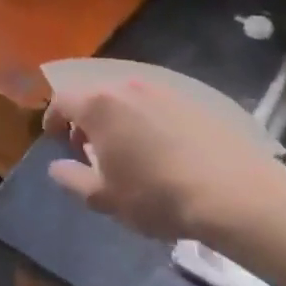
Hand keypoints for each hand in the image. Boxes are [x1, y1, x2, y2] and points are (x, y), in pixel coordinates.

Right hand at [46, 76, 285, 241]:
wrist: (232, 192)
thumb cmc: (156, 196)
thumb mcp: (105, 198)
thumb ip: (73, 179)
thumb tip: (56, 167)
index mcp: (99, 105)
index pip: (62, 101)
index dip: (53, 119)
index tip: (54, 140)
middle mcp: (128, 87)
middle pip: (95, 96)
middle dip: (85, 120)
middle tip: (88, 150)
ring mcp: (163, 90)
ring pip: (127, 99)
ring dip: (117, 119)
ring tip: (126, 151)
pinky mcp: (193, 100)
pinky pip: (156, 104)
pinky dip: (147, 120)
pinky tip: (161, 149)